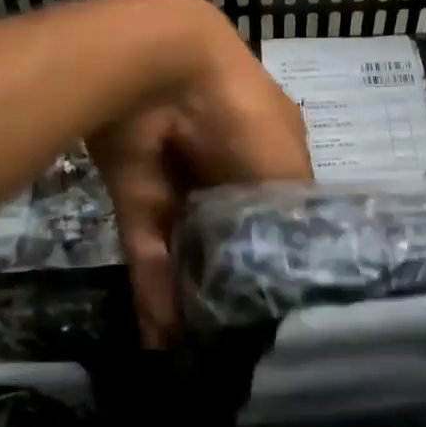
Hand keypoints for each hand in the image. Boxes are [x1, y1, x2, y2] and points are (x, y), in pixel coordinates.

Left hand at [88, 5, 310, 345]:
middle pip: (232, 232)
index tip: (285, 302)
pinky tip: (163, 340)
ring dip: (193, 294)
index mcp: (271, 149)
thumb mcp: (287, 167)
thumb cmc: (241, 116)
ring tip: (200, 353)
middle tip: (242, 338)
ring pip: (189, 247)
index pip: (281, 208)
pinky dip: (154, 290)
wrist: (160, 73)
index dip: (283, 250)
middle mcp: (226, 167)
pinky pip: (149, 250)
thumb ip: (287, 219)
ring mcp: (179, 181)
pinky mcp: (137, 195)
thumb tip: (288, 272)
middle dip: (235, 278)